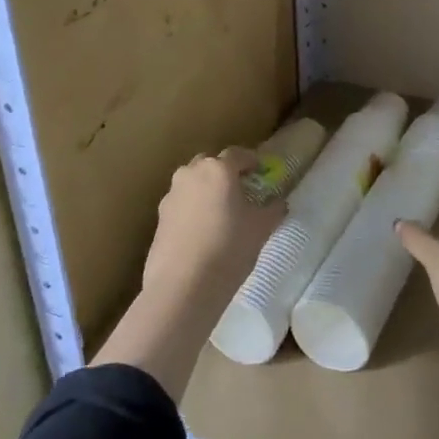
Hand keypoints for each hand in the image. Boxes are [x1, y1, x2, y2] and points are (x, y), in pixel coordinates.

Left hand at [142, 148, 285, 299]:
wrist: (183, 284)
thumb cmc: (229, 248)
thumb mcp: (261, 228)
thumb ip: (273, 210)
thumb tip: (279, 203)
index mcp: (218, 169)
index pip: (237, 154)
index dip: (250, 161)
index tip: (259, 170)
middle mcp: (191, 174)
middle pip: (210, 164)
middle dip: (223, 172)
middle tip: (238, 190)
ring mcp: (171, 194)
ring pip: (192, 182)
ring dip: (205, 189)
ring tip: (218, 211)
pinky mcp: (159, 217)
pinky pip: (180, 203)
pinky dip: (191, 209)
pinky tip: (201, 231)